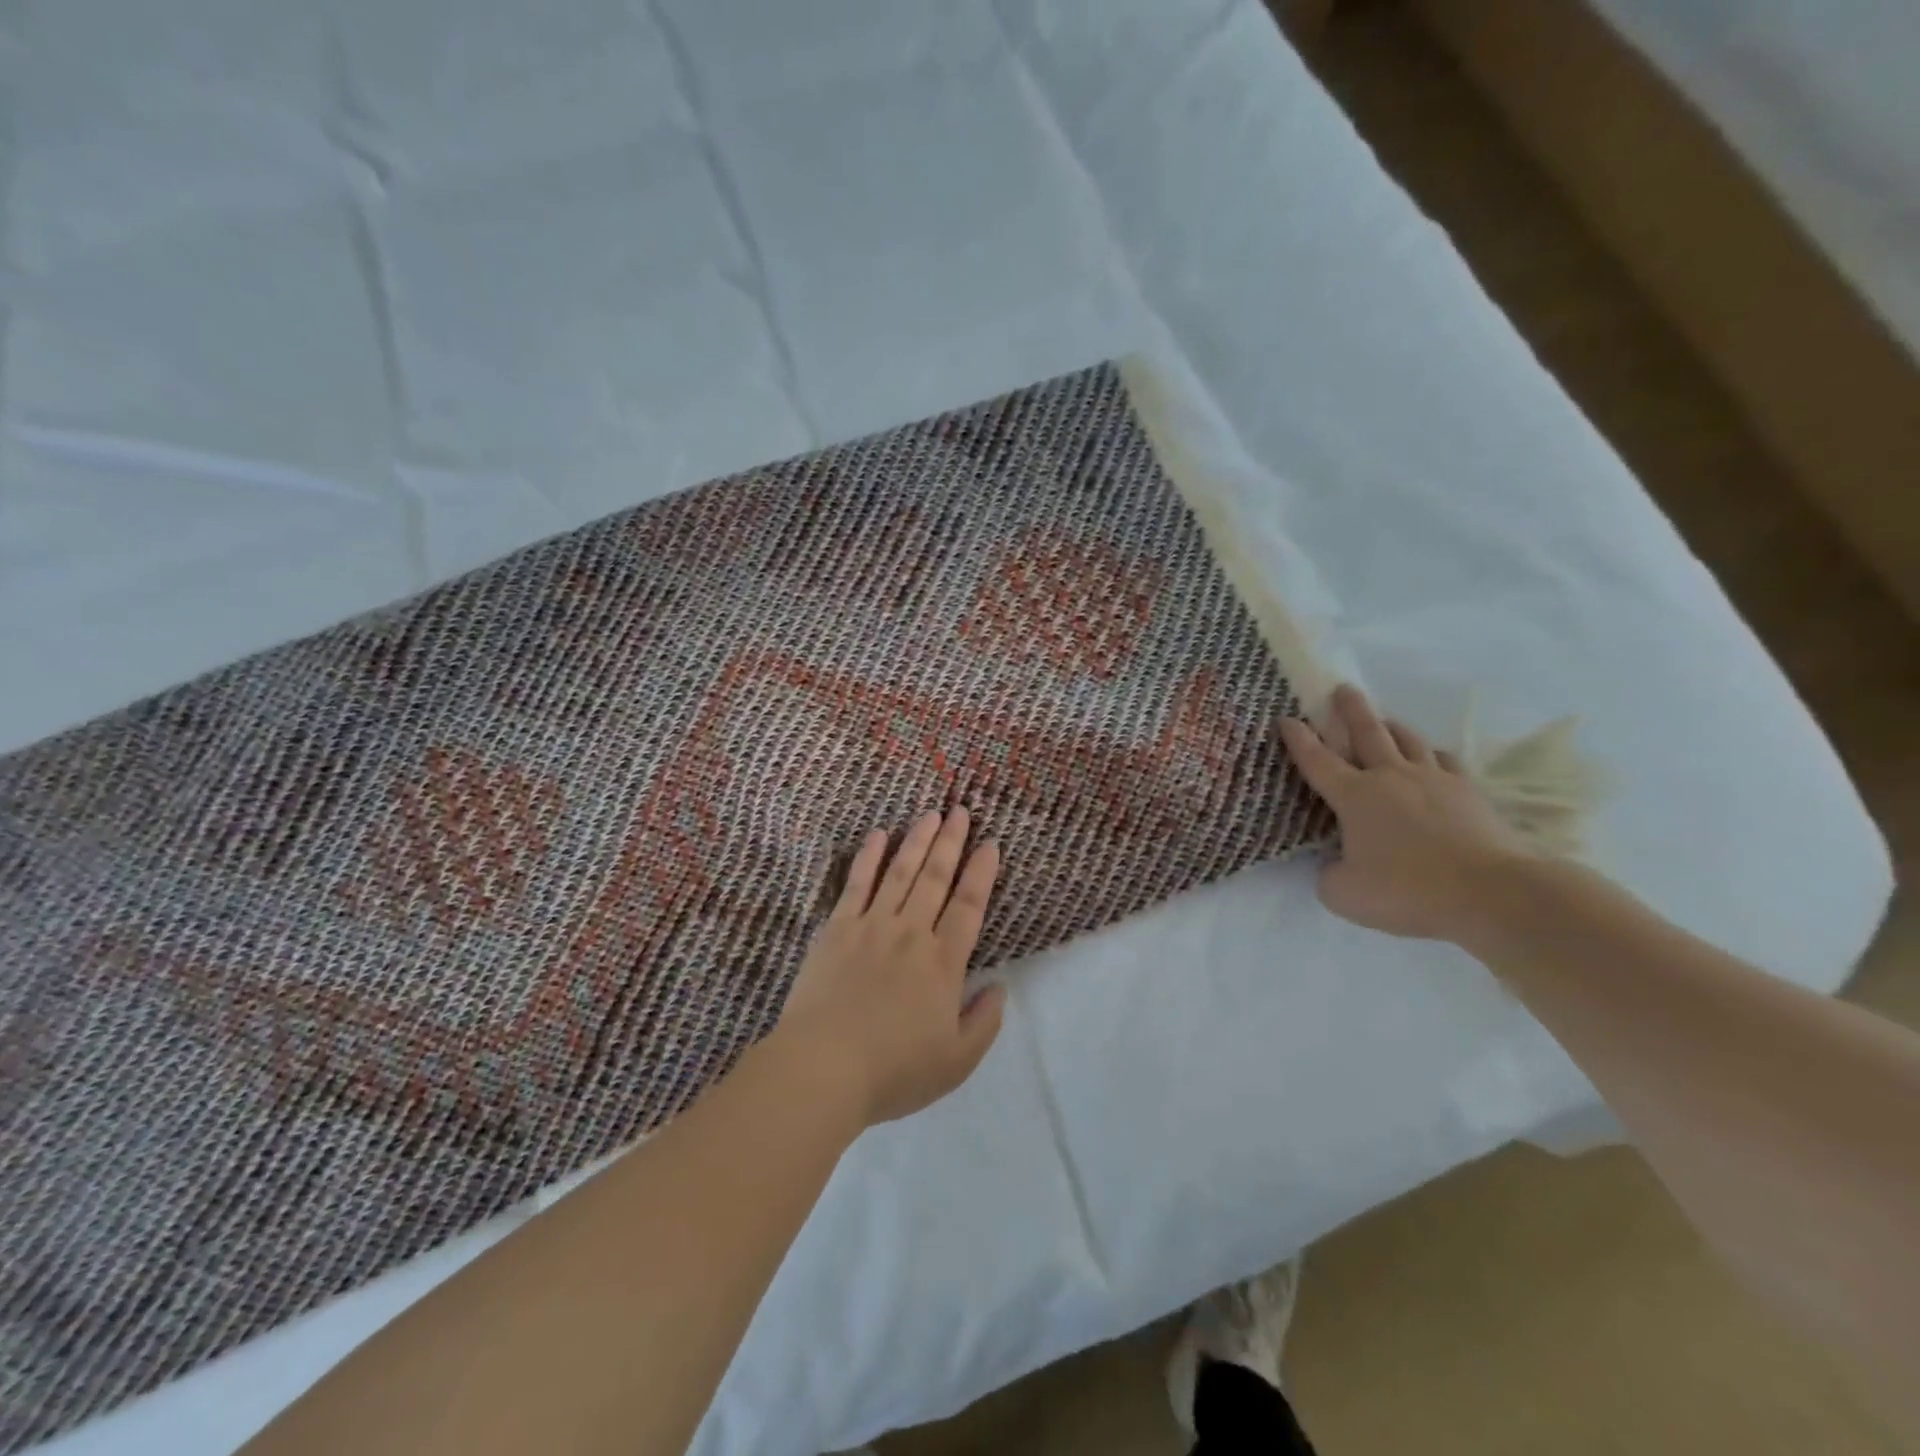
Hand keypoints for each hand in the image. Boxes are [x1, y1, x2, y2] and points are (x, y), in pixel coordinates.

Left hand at [774, 808, 1005, 1126]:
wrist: (823, 1067)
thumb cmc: (894, 1071)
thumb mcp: (956, 1061)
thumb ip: (984, 1022)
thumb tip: (1000, 988)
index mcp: (943, 963)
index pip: (969, 905)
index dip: (982, 872)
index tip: (990, 844)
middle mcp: (911, 933)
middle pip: (935, 878)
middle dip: (951, 842)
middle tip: (960, 811)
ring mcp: (871, 926)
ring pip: (900, 872)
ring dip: (917, 840)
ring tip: (930, 813)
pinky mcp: (837, 929)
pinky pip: (857, 884)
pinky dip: (869, 857)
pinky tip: (879, 836)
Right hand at [1278, 685, 1529, 942]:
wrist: (1491, 892)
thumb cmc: (1407, 890)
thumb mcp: (1344, 894)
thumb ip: (1329, 874)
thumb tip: (1334, 865)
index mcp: (1354, 796)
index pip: (1317, 760)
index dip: (1298, 739)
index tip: (1285, 718)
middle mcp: (1390, 777)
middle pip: (1367, 732)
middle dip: (1351, 709)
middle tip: (1343, 688)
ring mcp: (1433, 781)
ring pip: (1408, 740)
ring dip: (1391, 725)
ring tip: (1384, 719)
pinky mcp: (1468, 793)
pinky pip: (1445, 762)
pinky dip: (1432, 755)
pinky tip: (1432, 758)